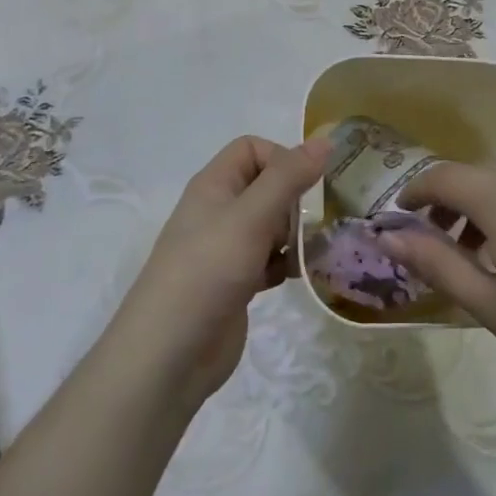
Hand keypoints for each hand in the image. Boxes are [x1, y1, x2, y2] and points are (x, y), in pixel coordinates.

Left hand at [104, 136, 330, 411]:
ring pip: (271, 225)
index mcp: (214, 185)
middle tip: (313, 223)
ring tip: (314, 251)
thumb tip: (325, 140)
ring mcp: (227, 249)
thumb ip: (288, 177)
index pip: (252, 149)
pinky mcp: (236, 282)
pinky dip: (287, 264)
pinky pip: (270, 260)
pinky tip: (300, 277)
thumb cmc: (208, 271)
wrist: (170, 355)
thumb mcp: (251, 217)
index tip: (305, 186)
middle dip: (295, 200)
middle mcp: (219, 211)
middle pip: (266, 186)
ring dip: (295, 234)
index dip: (281, 159)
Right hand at [384, 160, 495, 404]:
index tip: (401, 217)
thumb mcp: (488, 304)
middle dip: (454, 200)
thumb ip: (434, 262)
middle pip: (482, 173)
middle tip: (445, 242)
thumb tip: (388, 237)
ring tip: (494, 254)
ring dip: (493, 204)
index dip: (415, 192)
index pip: (444, 176)